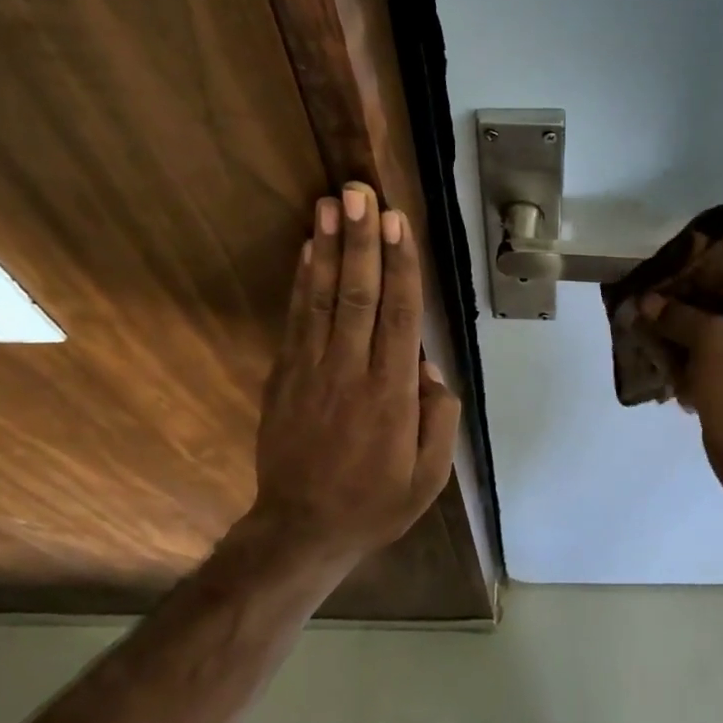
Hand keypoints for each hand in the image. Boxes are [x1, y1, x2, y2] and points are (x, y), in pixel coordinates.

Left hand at [251, 182, 461, 564]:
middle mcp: (351, 372)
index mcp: (392, 394)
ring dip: (327, 248)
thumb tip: (428, 366)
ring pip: (321, 299)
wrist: (301, 530)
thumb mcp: (429, 475)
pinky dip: (301, 282)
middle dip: (361, 240)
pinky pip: (295, 321)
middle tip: (360, 192)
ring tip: (330, 204)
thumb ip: (438, 417)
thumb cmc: (375, 503)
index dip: (399, 265)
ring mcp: (311, 372)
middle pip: (358, 294)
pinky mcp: (284, 378)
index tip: (397, 223)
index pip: (399, 315)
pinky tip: (306, 250)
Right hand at [641, 236, 722, 492]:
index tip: (696, 245)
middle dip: (704, 282)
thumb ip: (677, 314)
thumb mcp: (709, 341)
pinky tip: (665, 348)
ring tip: (658, 311)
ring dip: (695, 316)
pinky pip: (722, 352)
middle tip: (668, 279)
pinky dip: (696, 347)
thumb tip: (649, 301)